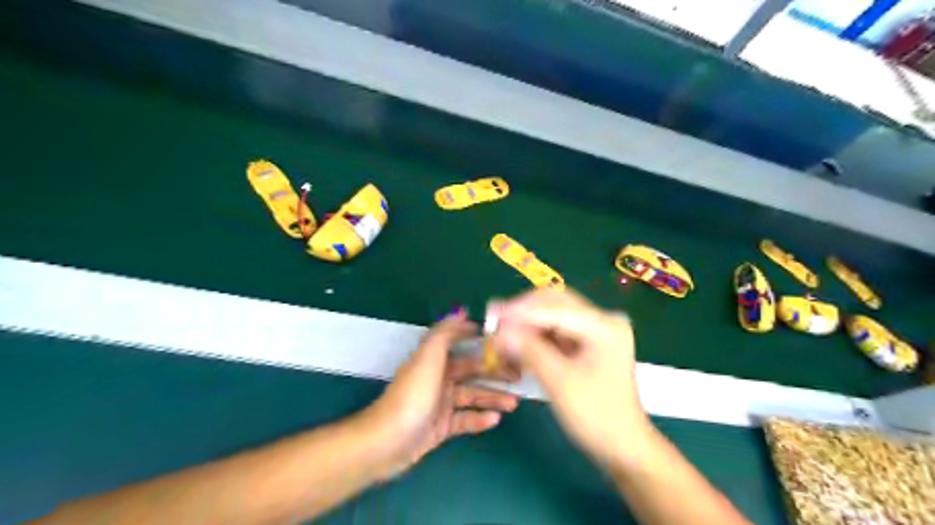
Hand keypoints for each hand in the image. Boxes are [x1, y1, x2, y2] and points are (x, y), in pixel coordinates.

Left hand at [361, 313, 518, 478]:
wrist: (388, 442)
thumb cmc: (413, 396)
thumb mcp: (428, 358)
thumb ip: (445, 333)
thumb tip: (462, 312)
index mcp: (434, 360)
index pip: (462, 347)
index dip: (481, 344)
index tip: (506, 344)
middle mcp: (438, 379)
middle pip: (472, 373)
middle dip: (495, 374)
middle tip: (519, 377)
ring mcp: (439, 404)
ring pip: (472, 397)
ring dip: (493, 398)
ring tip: (514, 402)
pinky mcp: (440, 427)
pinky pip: (465, 420)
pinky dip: (479, 419)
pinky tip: (495, 420)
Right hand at [490, 290, 650, 466]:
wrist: (623, 446)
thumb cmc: (596, 417)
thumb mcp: (560, 383)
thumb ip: (530, 352)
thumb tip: (500, 331)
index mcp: (604, 327)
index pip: (556, 307)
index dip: (521, 310)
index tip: (492, 314)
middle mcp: (602, 321)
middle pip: (556, 303)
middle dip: (523, 311)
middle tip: (495, 320)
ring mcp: (596, 331)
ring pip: (554, 314)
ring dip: (528, 322)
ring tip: (502, 331)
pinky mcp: (588, 343)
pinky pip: (557, 329)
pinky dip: (536, 334)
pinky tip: (518, 341)